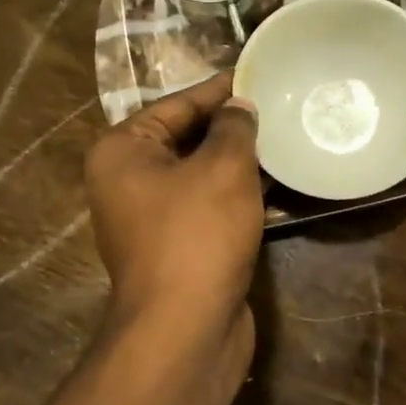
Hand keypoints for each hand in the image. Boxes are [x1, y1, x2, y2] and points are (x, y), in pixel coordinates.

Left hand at [84, 72, 263, 366]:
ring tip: (283, 139)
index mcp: (121, 152)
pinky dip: (237, 196)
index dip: (218, 90)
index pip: (175, 105)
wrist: (186, 329)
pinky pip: (209, 208)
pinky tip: (277, 186)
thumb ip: (234, 128)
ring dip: (238, 162)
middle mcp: (128, 182)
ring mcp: (151, 219)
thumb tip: (240, 107)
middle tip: (277, 106)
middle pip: (185, 139)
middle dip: (230, 126)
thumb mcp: (222, 168)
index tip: (257, 75)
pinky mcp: (178, 248)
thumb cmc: (197, 234)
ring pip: (200, 176)